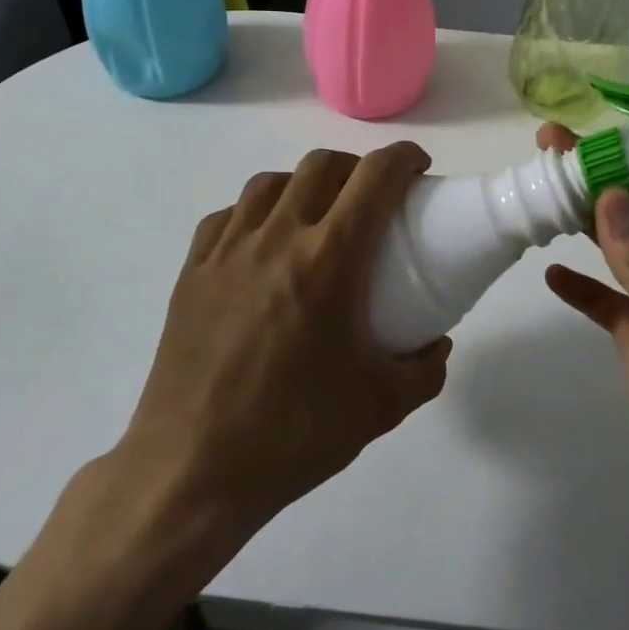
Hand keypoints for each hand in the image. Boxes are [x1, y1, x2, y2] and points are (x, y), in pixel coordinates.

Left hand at [115, 142, 450, 542]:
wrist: (192, 471)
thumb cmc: (293, 433)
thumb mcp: (381, 407)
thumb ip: (424, 369)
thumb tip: (436, 344)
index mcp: (328, 259)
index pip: (375, 177)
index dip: (403, 158)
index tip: (418, 168)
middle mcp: (277, 238)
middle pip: (321, 165)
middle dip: (356, 167)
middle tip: (371, 198)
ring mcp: (227, 251)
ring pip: (270, 182)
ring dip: (303, 185)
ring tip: (315, 217)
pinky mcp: (191, 271)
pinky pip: (227, 217)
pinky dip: (254, 214)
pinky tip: (261, 246)